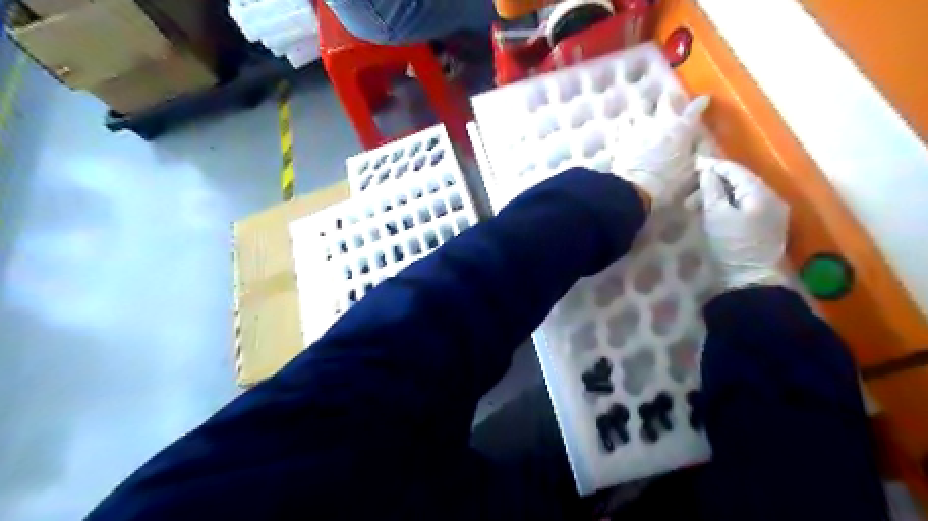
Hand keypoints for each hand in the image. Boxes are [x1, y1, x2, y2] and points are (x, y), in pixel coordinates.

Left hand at [615, 94, 708, 207]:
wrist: (636, 187)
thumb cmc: (668, 182)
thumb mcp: (689, 171)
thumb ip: (693, 156)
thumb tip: (695, 150)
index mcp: (681, 129)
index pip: (694, 110)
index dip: (700, 103)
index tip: (703, 100)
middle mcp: (660, 122)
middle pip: (664, 100)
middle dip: (667, 98)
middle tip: (667, 98)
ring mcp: (637, 127)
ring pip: (638, 107)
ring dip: (640, 109)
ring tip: (639, 112)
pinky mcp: (620, 136)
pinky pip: (619, 124)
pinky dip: (621, 125)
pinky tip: (620, 128)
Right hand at [699, 156, 784, 290]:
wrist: (750, 279)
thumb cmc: (731, 245)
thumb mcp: (716, 215)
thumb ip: (712, 189)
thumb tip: (707, 170)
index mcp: (761, 193)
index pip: (735, 170)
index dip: (713, 165)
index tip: (693, 163)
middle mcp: (772, 198)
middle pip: (740, 181)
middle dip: (714, 182)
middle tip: (690, 188)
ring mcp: (772, 213)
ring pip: (742, 194)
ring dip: (720, 195)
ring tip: (697, 204)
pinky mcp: (767, 226)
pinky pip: (746, 206)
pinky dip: (728, 204)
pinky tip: (713, 211)